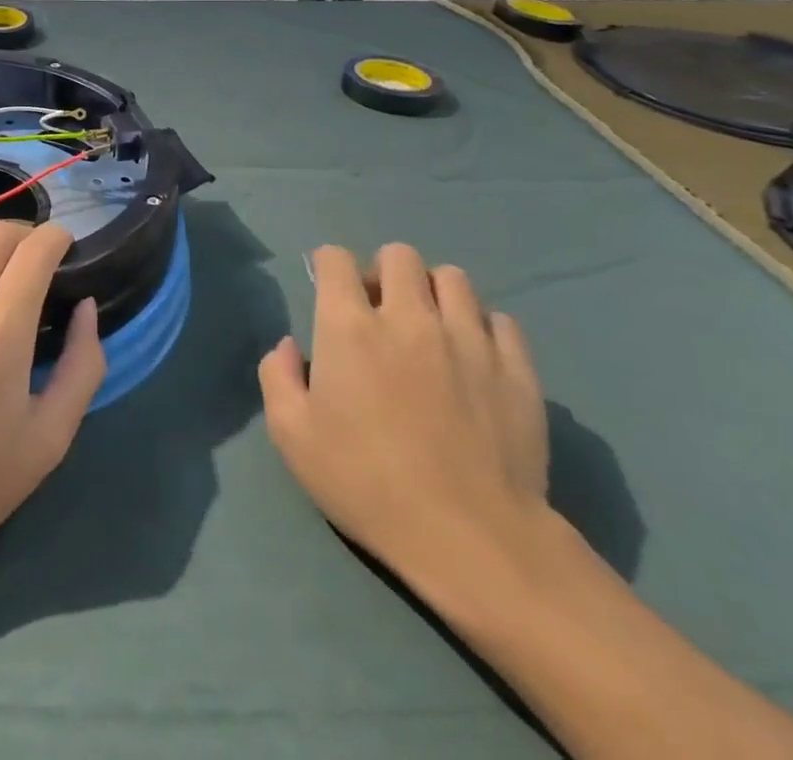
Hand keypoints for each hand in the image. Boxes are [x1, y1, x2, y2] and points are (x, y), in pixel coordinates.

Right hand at [257, 244, 547, 593]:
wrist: (472, 538)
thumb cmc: (367, 483)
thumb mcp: (292, 436)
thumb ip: (277, 376)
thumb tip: (289, 346)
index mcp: (349, 325)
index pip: (335, 258)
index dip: (327, 266)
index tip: (329, 291)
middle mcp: (409, 316)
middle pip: (398, 255)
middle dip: (383, 272)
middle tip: (380, 312)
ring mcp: (468, 338)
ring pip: (453, 278)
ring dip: (433, 293)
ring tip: (430, 329)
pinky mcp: (515, 367)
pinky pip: (500, 319)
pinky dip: (481, 328)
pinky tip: (473, 359)